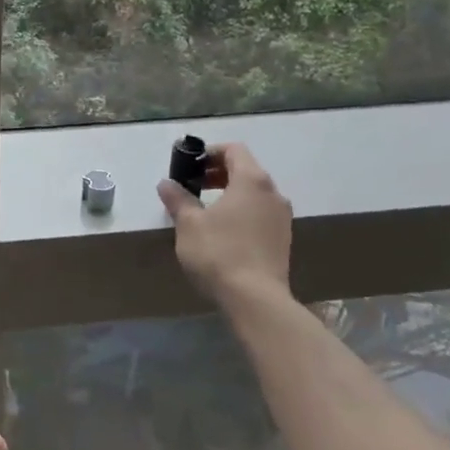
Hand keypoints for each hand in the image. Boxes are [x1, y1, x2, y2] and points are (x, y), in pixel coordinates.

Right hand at [156, 142, 294, 302]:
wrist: (256, 299)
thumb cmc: (219, 252)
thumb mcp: (189, 224)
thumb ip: (178, 199)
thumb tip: (166, 184)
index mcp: (252, 180)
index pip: (234, 150)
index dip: (210, 152)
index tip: (190, 165)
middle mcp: (273, 193)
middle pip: (246, 169)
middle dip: (218, 173)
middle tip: (193, 185)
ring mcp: (282, 217)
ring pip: (254, 193)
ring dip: (230, 193)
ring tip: (205, 209)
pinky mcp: (283, 239)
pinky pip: (260, 212)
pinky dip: (242, 211)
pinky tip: (223, 231)